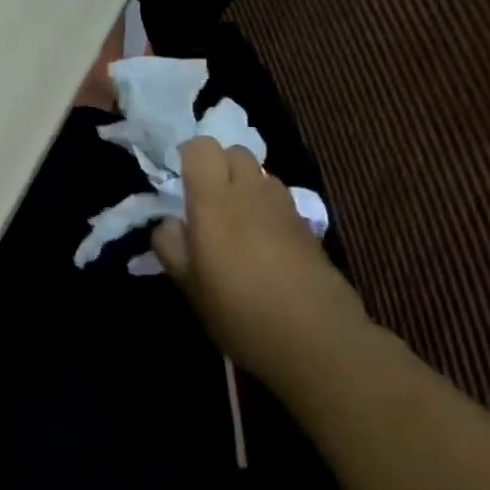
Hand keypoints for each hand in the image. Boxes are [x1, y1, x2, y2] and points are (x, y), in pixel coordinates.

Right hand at [153, 138, 369, 390]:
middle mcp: (250, 192)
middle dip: (219, 165)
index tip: (180, 182)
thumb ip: (170, 244)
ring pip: (260, 174)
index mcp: (214, 200)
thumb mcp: (188, 285)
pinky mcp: (308, 227)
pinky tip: (264, 244)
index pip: (201, 147)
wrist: (319, 341)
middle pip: (234, 151)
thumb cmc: (241, 312)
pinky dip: (267, 208)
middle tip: (207, 201)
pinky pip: (280, 200)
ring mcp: (284, 207)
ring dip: (245, 185)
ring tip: (237, 221)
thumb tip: (170, 222)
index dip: (188, 157)